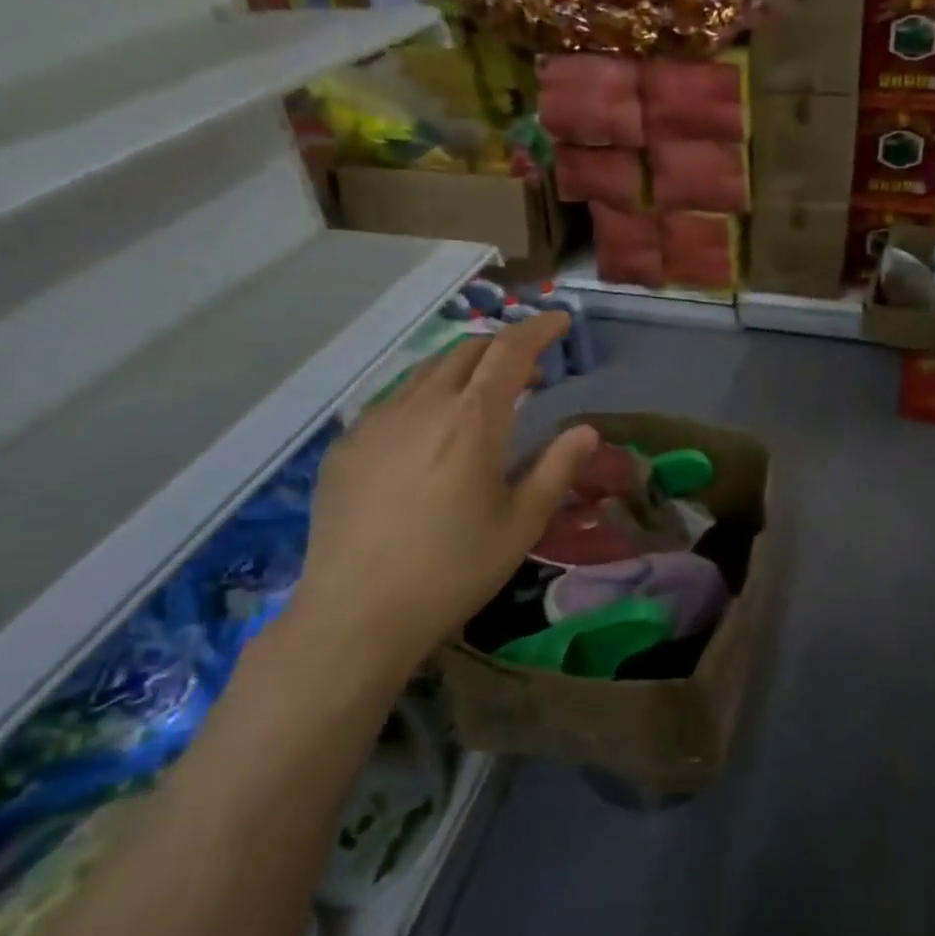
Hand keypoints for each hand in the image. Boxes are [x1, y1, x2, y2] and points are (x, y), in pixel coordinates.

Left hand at [287, 314, 597, 688]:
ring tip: (482, 399)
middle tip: (528, 372)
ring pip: (426, 371)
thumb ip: (556, 469)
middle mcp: (421, 406)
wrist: (355, 615)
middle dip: (502, 347)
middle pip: (466, 351)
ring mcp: (376, 422)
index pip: (509, 351)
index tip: (560, 320)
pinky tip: (430, 434)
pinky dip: (426, 396)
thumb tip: (587, 430)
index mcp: (471, 421)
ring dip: (463, 370)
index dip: (538, 329)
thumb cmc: (452, 571)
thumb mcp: (520, 525)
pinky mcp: (347, 445)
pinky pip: (394, 400)